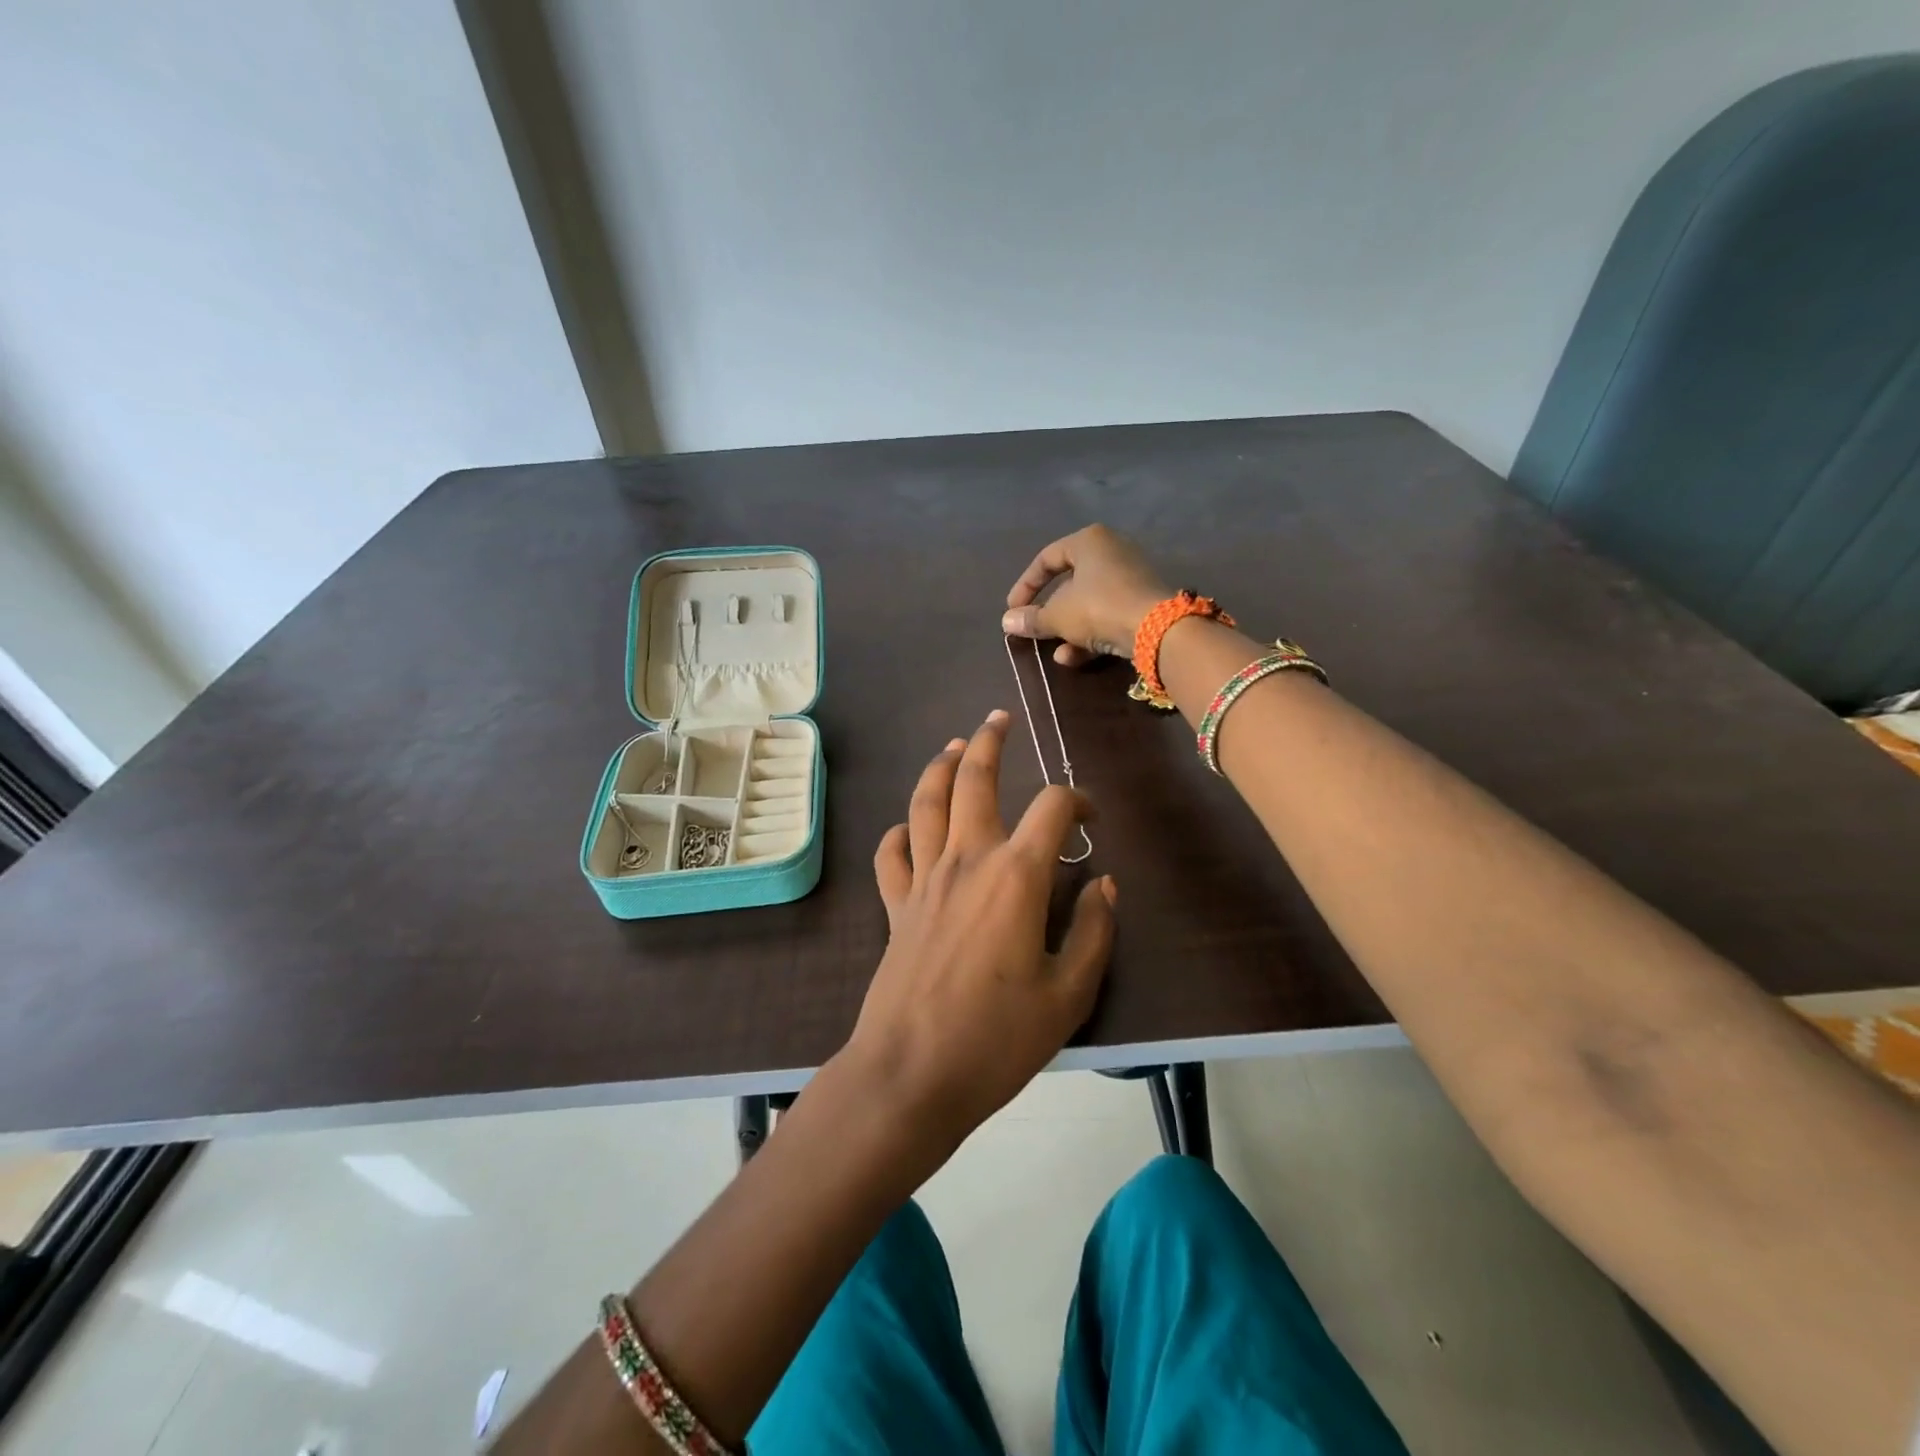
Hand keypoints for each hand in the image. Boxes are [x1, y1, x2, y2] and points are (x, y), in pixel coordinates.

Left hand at [847, 711, 1117, 1149]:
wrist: (911, 1074)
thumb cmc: (997, 1040)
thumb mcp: (1069, 995)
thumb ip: (1094, 933)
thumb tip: (1106, 885)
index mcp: (1015, 877)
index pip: (1052, 809)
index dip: (1077, 799)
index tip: (1090, 815)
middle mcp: (966, 862)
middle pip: (974, 781)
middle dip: (988, 743)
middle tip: (999, 719)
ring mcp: (924, 880)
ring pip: (926, 804)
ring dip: (940, 768)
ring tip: (953, 747)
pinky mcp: (895, 906)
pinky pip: (891, 853)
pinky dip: (899, 832)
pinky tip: (908, 827)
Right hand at [1001, 524, 1171, 665]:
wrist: (1157, 629)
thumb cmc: (1098, 608)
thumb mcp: (1058, 616)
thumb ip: (1032, 619)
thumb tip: (1007, 622)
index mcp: (1089, 541)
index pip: (1046, 559)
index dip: (1025, 585)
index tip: (1012, 609)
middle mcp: (1112, 552)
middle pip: (1070, 582)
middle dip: (1050, 613)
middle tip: (1034, 630)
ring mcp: (1131, 578)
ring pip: (1089, 603)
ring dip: (1069, 629)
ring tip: (1055, 653)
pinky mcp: (1143, 603)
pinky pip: (1108, 615)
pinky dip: (1090, 634)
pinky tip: (1074, 658)